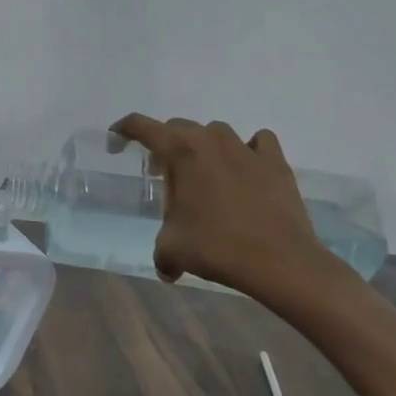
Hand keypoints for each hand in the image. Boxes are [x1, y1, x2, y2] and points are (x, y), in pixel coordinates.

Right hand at [110, 114, 343, 310]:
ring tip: (204, 175)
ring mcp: (246, 148)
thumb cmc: (217, 247)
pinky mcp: (275, 162)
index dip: (123, 130)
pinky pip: (258, 142)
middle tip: (162, 175)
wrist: (279, 260)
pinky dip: (248, 150)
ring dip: (203, 147)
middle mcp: (211, 141)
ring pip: (216, 133)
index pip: (141, 126)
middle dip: (164, 146)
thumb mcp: (172, 250)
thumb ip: (161, 252)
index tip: (116, 142)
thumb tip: (167, 269)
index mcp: (180, 152)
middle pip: (178, 128)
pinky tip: (245, 169)